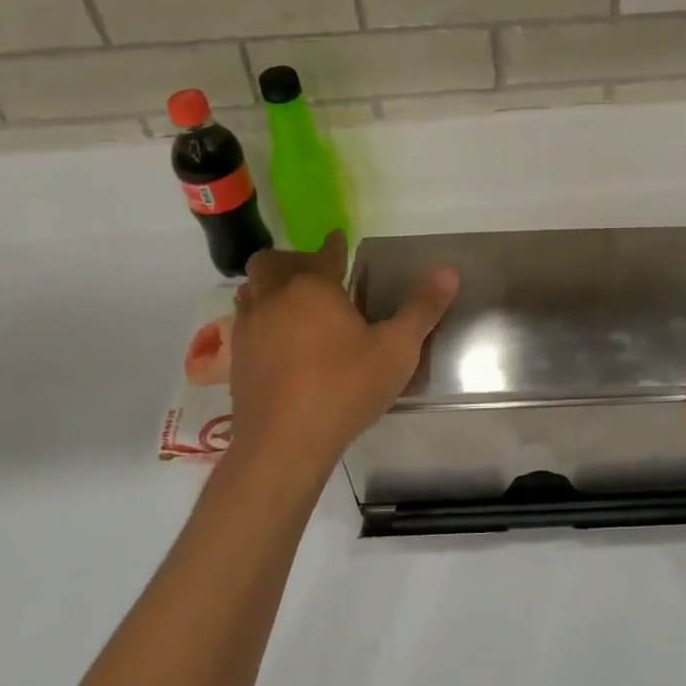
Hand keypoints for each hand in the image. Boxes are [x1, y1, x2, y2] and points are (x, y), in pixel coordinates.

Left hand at [226, 232, 457, 474]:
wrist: (283, 445)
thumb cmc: (344, 389)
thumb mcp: (396, 350)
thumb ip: (422, 309)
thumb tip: (449, 272)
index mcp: (314, 287)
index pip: (325, 252)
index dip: (335, 245)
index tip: (339, 240)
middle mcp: (275, 297)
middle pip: (274, 263)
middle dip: (294, 260)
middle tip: (318, 275)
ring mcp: (250, 328)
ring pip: (252, 290)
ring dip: (270, 287)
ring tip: (294, 303)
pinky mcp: (236, 359)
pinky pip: (245, 323)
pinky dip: (261, 319)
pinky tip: (279, 341)